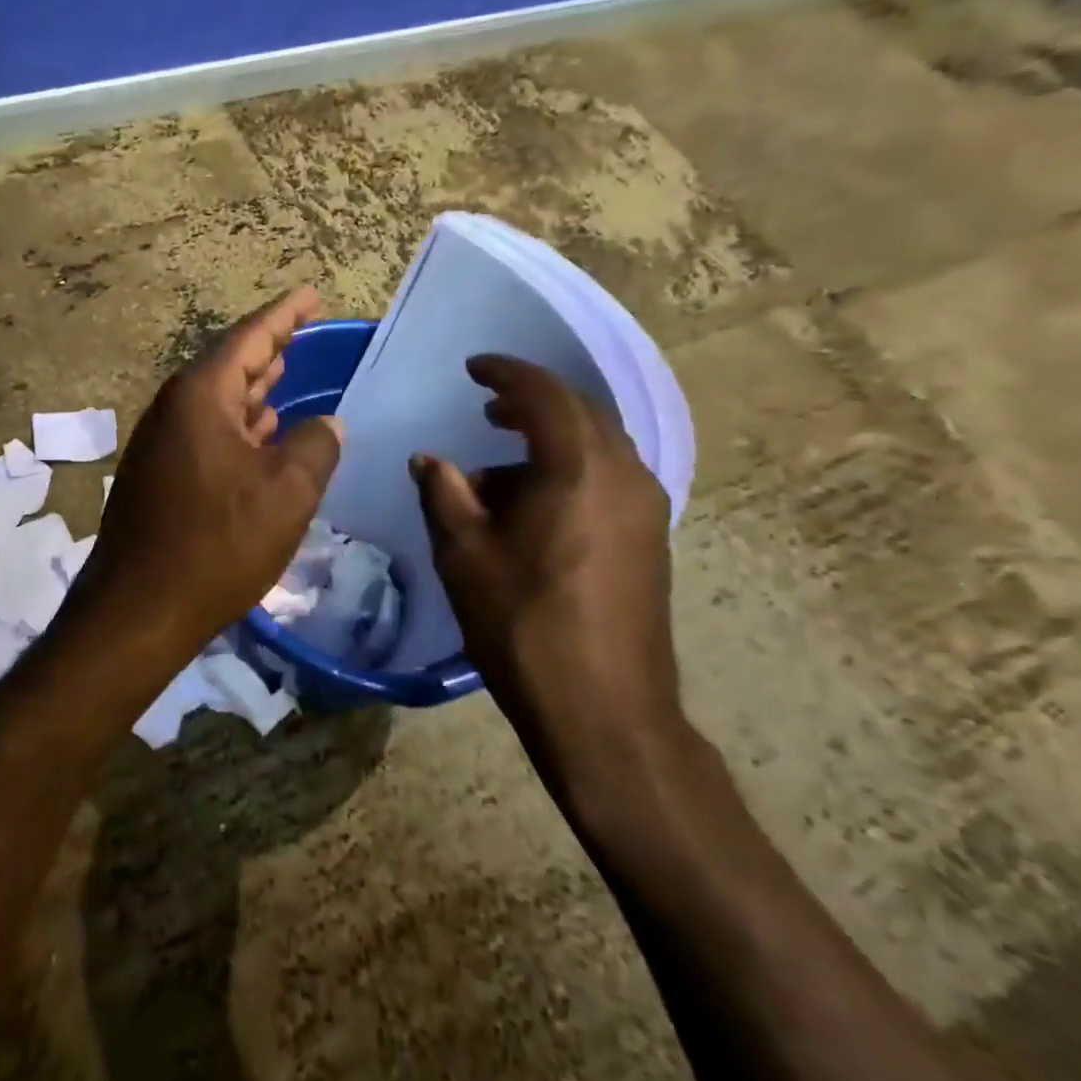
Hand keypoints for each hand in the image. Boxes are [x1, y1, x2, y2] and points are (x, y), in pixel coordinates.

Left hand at [70, 286, 342, 665]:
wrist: (139, 610)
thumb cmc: (217, 544)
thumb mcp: (286, 493)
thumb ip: (315, 447)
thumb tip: (326, 425)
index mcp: (200, 397)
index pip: (250, 338)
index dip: (285, 314)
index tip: (310, 293)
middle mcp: (173, 410)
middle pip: (229, 366)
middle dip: (269, 349)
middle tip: (302, 331)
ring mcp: (161, 444)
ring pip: (217, 402)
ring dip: (253, 389)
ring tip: (285, 374)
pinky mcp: (158, 476)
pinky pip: (207, 433)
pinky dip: (239, 426)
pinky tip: (260, 435)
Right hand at [410, 355, 679, 795]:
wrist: (606, 712)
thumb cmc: (524, 626)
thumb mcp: (464, 555)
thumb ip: (444, 493)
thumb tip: (429, 459)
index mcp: (579, 467)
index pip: (544, 393)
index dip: (505, 373)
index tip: (473, 368)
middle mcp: (625, 474)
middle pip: (580, 413)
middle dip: (530, 403)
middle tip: (487, 409)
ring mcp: (646, 508)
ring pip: (596, 447)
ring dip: (549, 440)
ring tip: (500, 463)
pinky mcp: (650, 539)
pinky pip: (607, 479)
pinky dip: (568, 471)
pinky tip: (533, 505)